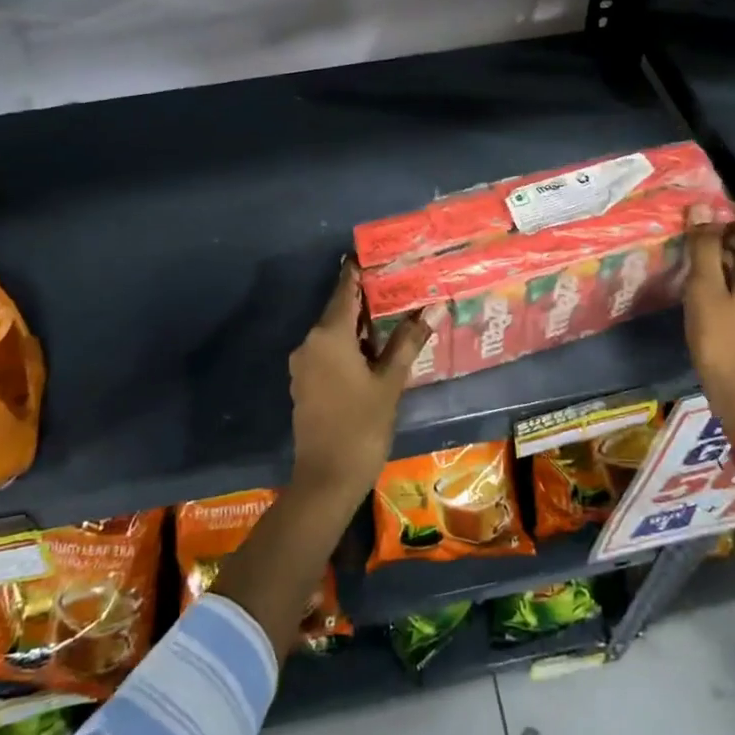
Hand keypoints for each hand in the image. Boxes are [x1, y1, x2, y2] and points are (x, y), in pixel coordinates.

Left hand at [287, 262, 430, 501]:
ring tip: (393, 317)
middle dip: (366, 300)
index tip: (376, 255)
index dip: (359, 271)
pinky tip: (373, 352)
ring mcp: (303, 364)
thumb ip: (407, 343)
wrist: (326, 478)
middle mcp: (310, 342)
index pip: (345, 290)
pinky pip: (327, 352)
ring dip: (359, 325)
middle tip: (398, 287)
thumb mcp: (390, 383)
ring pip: (333, 333)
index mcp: (328, 335)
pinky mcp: (304, 383)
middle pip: (339, 311)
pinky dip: (348, 346)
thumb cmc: (362, 426)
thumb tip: (430, 309)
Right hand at [682, 201, 734, 419]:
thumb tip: (702, 207)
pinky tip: (702, 288)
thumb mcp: (705, 290)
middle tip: (692, 230)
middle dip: (725, 234)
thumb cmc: (721, 339)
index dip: (733, 213)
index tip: (706, 206)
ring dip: (724, 257)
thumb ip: (703, 248)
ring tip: (691, 256)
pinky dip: (726, 278)